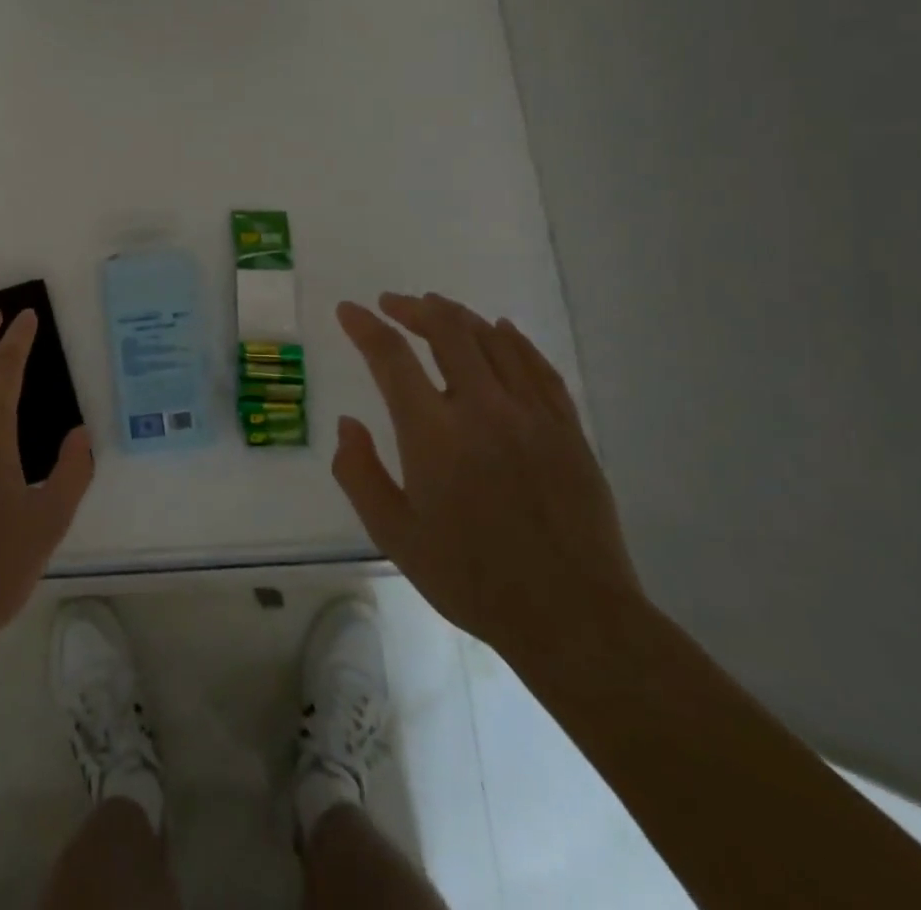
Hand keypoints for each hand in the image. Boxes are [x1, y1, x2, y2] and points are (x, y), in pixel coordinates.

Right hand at [332, 291, 641, 660]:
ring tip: (436, 308)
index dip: (365, 327)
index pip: (391, 357)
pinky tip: (500, 330)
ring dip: (458, 316)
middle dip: (412, 308)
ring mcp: (531, 415)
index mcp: (433, 434)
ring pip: (492, 340)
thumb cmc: (472, 578)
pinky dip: (512, 339)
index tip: (348, 311)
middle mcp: (482, 409)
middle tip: (392, 303)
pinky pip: (537, 365)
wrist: (573, 617)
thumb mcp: (394, 535)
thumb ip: (359, 473)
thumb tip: (347, 423)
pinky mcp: (567, 428)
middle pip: (446, 331)